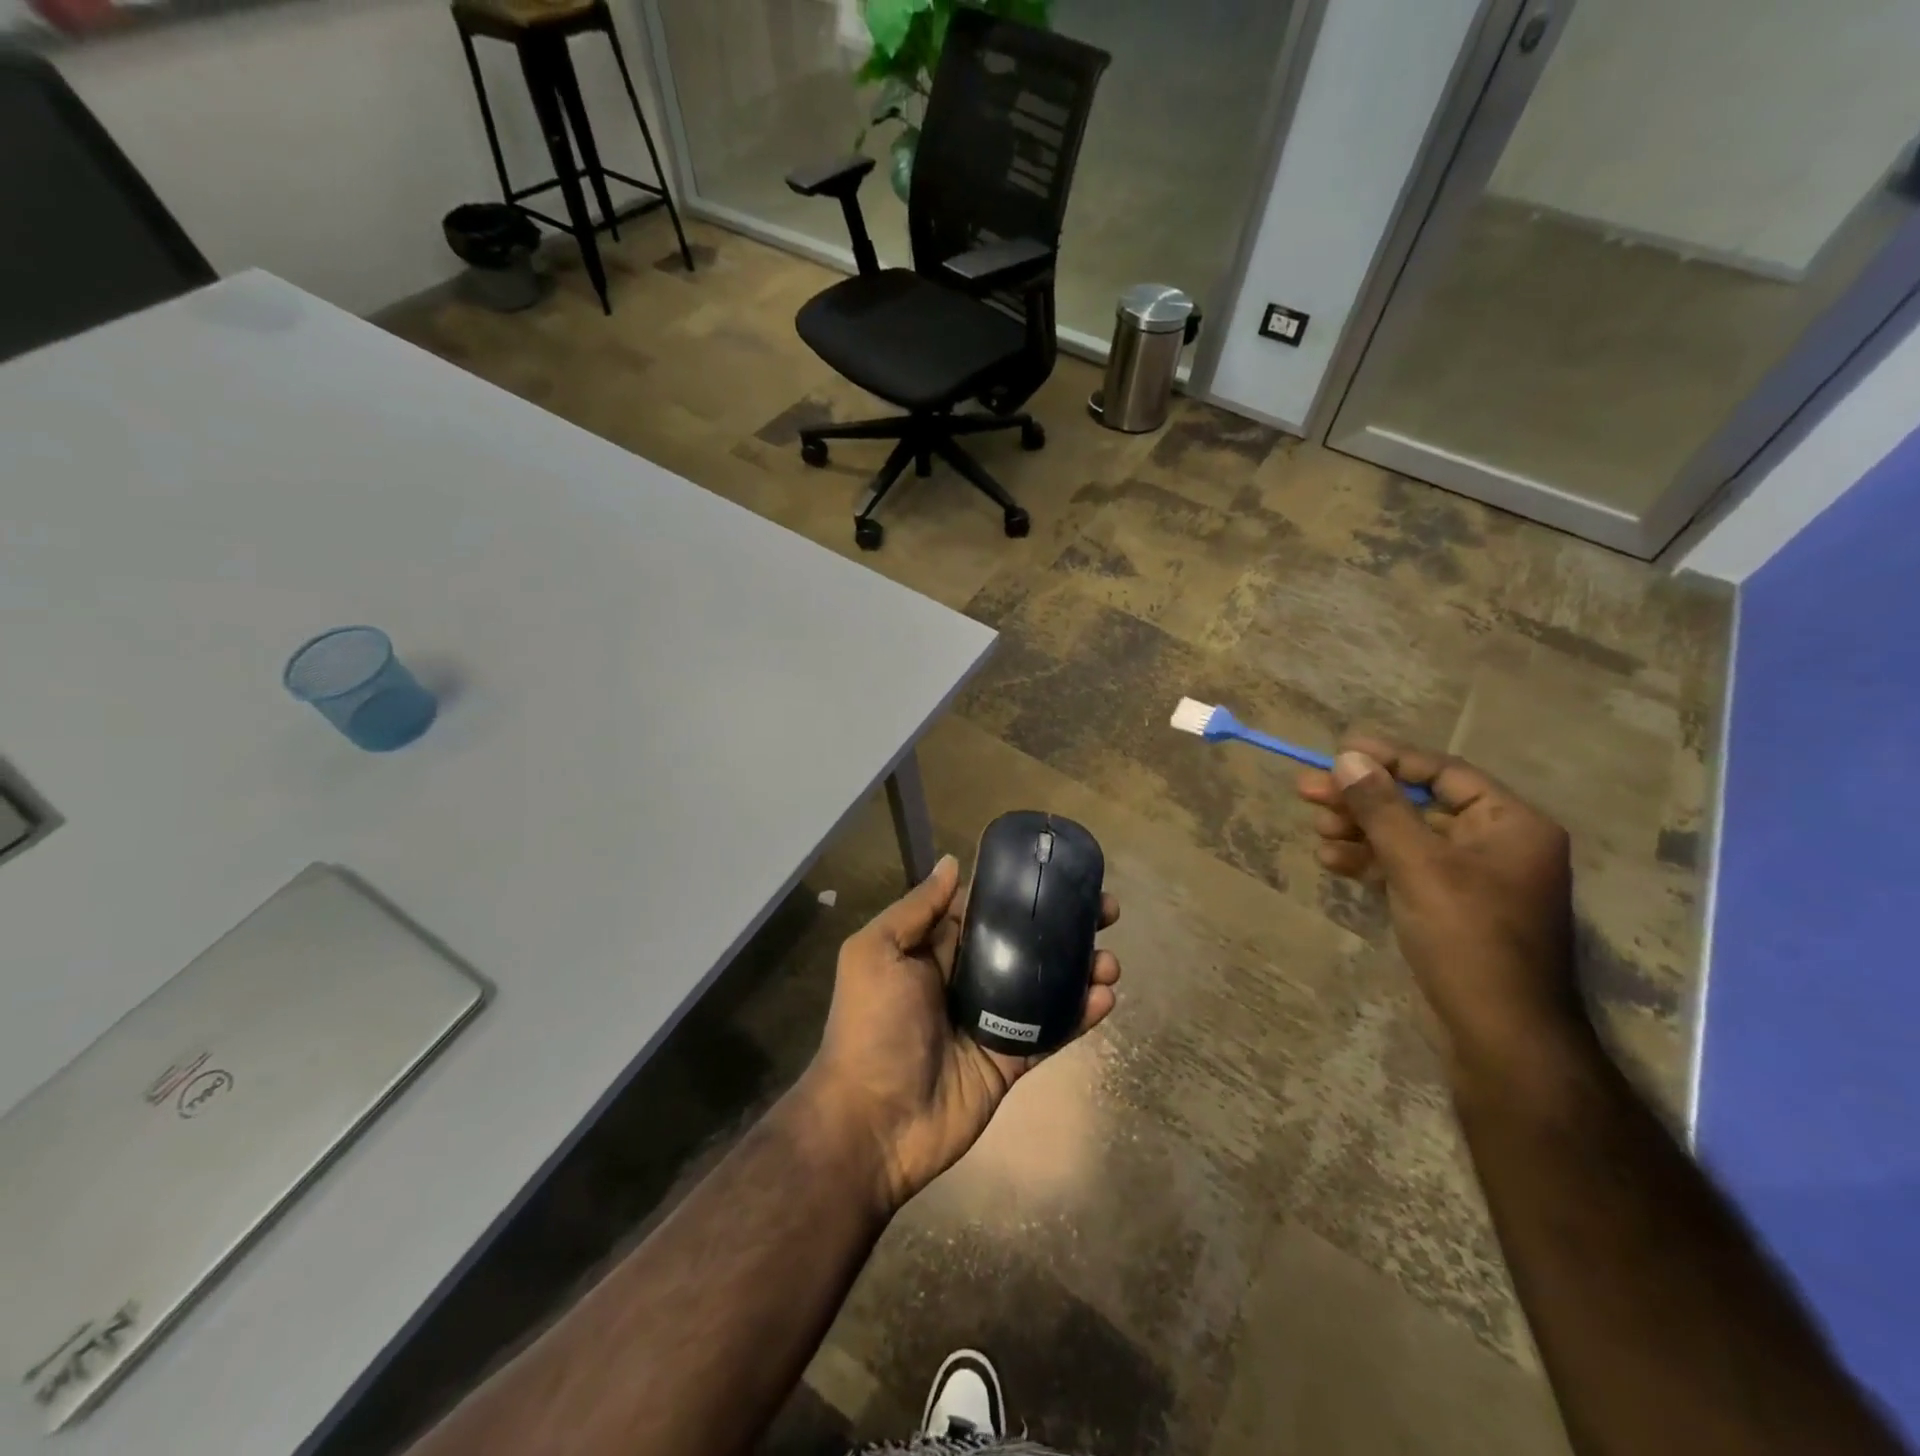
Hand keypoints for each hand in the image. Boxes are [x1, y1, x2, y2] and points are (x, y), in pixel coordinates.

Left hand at [804, 854, 1120, 1213]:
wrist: (873, 1123)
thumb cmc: (872, 1026)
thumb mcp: (876, 953)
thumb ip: (916, 909)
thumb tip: (952, 862)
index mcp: (935, 950)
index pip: (987, 910)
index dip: (1022, 892)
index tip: (1062, 874)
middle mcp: (967, 978)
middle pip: (1024, 943)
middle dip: (1065, 925)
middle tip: (1107, 912)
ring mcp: (992, 1020)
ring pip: (1045, 985)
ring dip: (1081, 969)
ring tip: (1110, 961)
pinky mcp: (1010, 1059)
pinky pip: (1050, 1031)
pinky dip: (1079, 1014)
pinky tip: (1104, 998)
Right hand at [1297, 738, 1583, 1073]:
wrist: (1499, 1033)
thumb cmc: (1468, 937)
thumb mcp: (1418, 864)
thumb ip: (1381, 808)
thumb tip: (1347, 757)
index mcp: (1510, 824)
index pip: (1442, 773)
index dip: (1388, 759)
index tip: (1338, 751)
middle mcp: (1496, 844)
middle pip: (1417, 805)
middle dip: (1361, 799)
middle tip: (1306, 790)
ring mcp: (1472, 878)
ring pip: (1405, 838)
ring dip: (1359, 831)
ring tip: (1317, 830)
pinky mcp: (1450, 907)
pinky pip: (1405, 869)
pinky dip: (1370, 862)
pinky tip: (1333, 861)